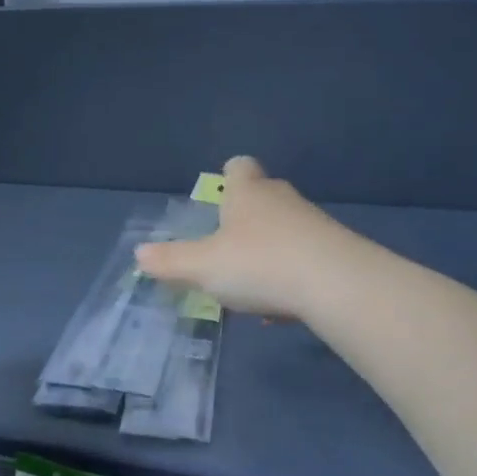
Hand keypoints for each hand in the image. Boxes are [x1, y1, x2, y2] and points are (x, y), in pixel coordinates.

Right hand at [133, 156, 351, 319]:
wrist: (336, 284)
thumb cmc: (258, 263)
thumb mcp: (203, 267)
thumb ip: (170, 261)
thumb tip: (139, 254)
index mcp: (247, 193)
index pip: (238, 167)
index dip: (229, 177)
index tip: (220, 198)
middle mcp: (281, 199)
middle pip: (262, 197)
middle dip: (245, 219)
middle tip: (226, 249)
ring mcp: (313, 223)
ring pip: (284, 230)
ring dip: (268, 252)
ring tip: (251, 287)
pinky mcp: (336, 251)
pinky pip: (305, 257)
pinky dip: (291, 276)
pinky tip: (281, 308)